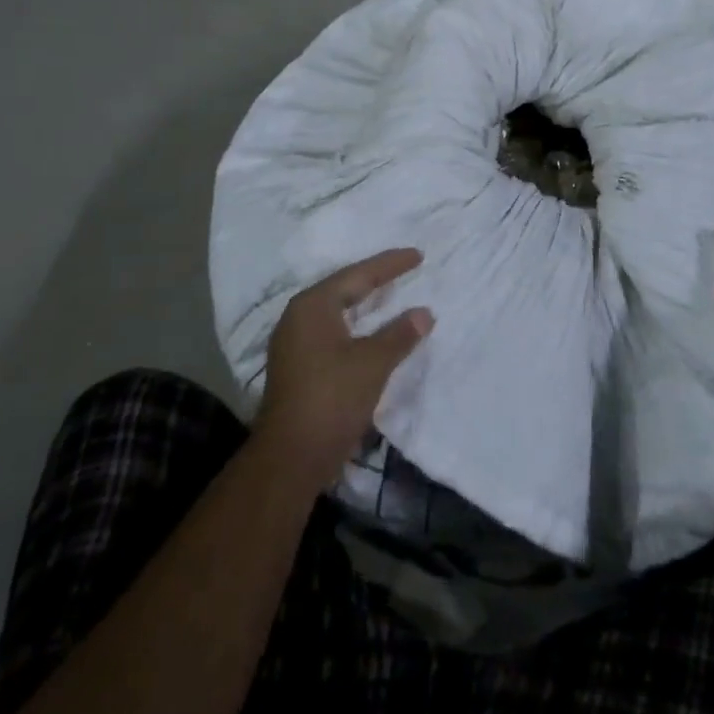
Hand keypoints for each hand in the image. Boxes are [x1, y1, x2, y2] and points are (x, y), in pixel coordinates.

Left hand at [256, 249, 431, 490]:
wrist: (290, 458)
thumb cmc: (332, 400)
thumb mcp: (373, 364)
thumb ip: (399, 334)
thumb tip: (424, 313)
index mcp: (313, 306)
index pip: (358, 275)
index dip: (390, 264)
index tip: (418, 255)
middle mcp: (298, 316)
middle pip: (343, 288)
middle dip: (375, 279)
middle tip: (406, 268)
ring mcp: (294, 342)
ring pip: (336, 311)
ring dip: (364, 304)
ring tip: (391, 294)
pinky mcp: (297, 365)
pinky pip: (332, 331)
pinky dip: (355, 326)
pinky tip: (371, 331)